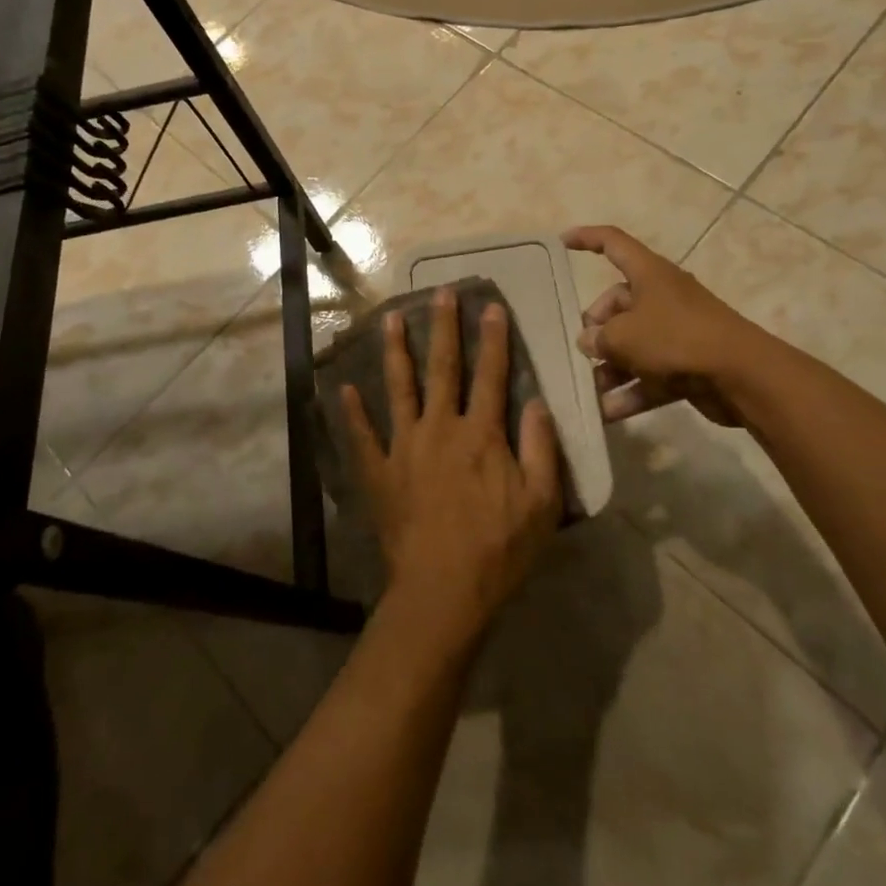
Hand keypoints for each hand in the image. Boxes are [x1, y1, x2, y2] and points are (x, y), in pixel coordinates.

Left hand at [341, 288, 562, 650]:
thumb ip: (542, 449)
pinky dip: (352, 411)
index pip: (490, 375)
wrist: (443, 591)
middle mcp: (440, 428)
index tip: (491, 306)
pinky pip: (362, 436)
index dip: (494, 339)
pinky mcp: (379, 472)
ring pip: (399, 388)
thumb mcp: (541, 503)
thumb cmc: (499, 550)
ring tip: (390, 319)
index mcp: (481, 434)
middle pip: (443, 368)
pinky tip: (344, 387)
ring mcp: (404, 447)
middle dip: (444, 328)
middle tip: (440, 293)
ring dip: (396, 351)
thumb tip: (537, 403)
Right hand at [564, 225, 754, 425]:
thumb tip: (589, 341)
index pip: (612, 243)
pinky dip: (630, 391)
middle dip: (595, 328)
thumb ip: (598, 338)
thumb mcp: (624, 335)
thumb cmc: (676, 338)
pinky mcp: (686, 364)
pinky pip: (649, 374)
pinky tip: (606, 413)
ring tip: (587, 390)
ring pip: (632, 344)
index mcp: (648, 273)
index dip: (586, 238)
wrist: (741, 376)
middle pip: (617, 304)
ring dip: (609, 367)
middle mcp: (661, 297)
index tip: (561, 241)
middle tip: (582, 351)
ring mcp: (675, 332)